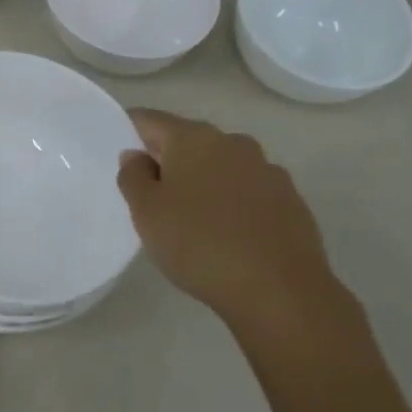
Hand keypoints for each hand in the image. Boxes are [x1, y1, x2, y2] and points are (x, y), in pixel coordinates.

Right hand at [117, 109, 362, 353]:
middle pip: (188, 142)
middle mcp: (233, 143)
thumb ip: (133, 176)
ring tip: (189, 221)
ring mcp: (267, 170)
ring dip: (202, 183)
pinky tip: (226, 235)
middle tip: (150, 197)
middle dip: (167, 161)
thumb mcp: (147, 213)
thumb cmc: (199, 245)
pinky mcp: (290, 200)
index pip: (150, 120)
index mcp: (194, 138)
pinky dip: (231, 204)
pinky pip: (248, 192)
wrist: (280, 291)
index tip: (120, 158)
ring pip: (220, 167)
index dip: (129, 132)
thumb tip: (137, 155)